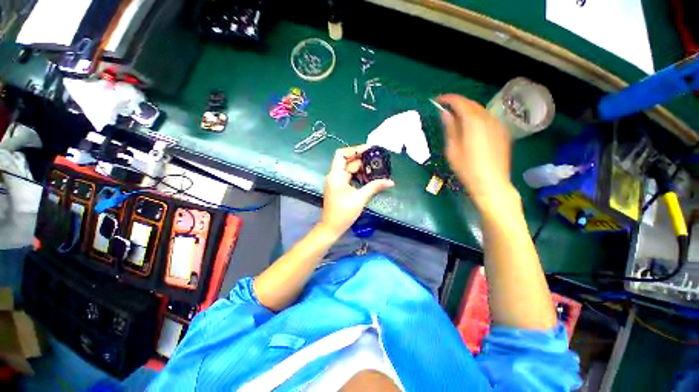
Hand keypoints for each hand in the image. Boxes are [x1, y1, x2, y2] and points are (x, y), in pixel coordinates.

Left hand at [319, 145, 393, 237]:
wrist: (331, 227)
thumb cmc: (343, 213)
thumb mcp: (360, 198)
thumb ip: (374, 187)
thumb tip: (390, 182)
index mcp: (336, 175)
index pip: (341, 154)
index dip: (354, 149)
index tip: (368, 150)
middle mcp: (334, 176)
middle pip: (347, 161)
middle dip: (361, 160)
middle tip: (376, 162)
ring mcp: (335, 182)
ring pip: (348, 169)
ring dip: (360, 169)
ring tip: (375, 170)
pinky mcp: (338, 187)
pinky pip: (348, 177)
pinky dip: (357, 176)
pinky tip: (368, 179)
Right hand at [436, 94, 513, 206]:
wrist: (491, 182)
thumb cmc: (467, 168)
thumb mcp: (452, 149)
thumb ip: (450, 128)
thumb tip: (445, 114)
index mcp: (473, 122)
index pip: (460, 102)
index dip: (448, 99)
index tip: (437, 101)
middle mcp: (488, 119)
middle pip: (472, 104)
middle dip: (457, 104)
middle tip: (445, 109)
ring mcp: (497, 125)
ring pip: (481, 110)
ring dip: (467, 110)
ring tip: (456, 117)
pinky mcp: (502, 133)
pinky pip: (487, 118)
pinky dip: (476, 117)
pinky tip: (470, 126)